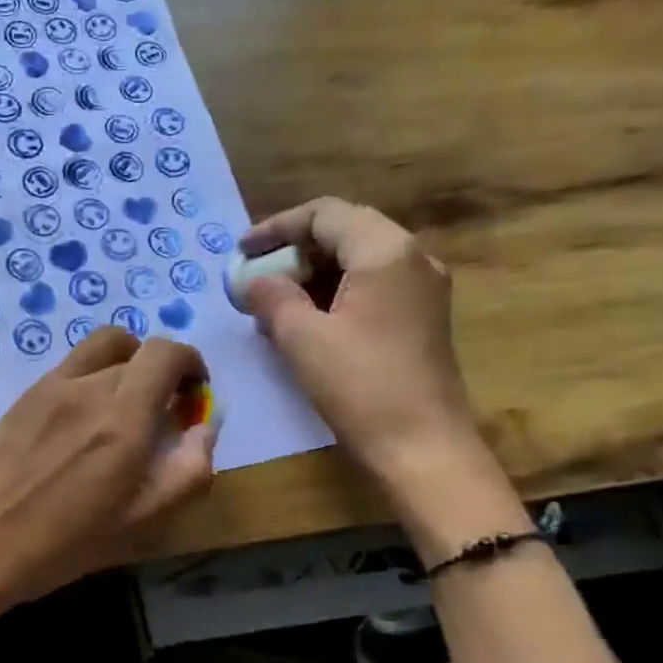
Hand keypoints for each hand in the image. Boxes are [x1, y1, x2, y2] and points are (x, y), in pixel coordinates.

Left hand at [0, 328, 217, 608]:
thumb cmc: (67, 544)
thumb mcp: (144, 521)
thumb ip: (189, 469)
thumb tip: (204, 426)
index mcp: (123, 417)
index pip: (167, 353)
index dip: (190, 364)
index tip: (192, 396)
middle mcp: (87, 387)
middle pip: (136, 351)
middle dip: (160, 374)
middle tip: (159, 414)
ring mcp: (49, 387)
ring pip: (100, 347)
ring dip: (125, 363)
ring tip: (122, 407)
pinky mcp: (23, 396)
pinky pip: (70, 367)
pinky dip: (91, 377)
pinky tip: (81, 423)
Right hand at [238, 198, 475, 476]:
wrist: (422, 447)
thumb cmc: (360, 387)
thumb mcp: (302, 338)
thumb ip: (272, 297)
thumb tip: (254, 280)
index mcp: (385, 251)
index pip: (324, 214)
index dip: (276, 227)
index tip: (240, 251)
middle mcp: (412, 258)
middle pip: (344, 231)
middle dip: (293, 249)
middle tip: (254, 275)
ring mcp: (422, 288)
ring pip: (357, 260)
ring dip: (311, 273)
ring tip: (271, 301)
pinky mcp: (420, 318)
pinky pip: (371, 286)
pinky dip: (333, 293)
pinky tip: (303, 320)